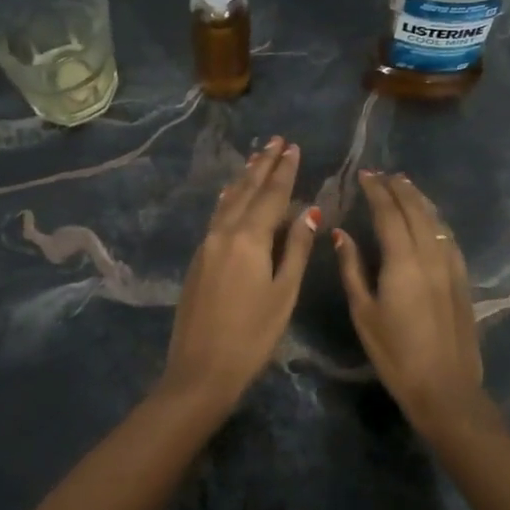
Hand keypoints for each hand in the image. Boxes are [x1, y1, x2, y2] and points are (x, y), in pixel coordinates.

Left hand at [161, 137, 318, 410]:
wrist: (200, 369)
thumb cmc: (252, 336)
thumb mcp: (284, 293)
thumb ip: (297, 249)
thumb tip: (310, 212)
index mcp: (249, 239)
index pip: (271, 195)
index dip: (284, 171)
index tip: (294, 147)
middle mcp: (224, 233)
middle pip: (246, 191)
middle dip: (263, 165)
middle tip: (276, 140)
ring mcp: (207, 245)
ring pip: (229, 201)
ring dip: (244, 178)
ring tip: (257, 157)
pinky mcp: (199, 259)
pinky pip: (218, 216)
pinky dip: (230, 199)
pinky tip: (232, 195)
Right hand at [333, 171, 488, 436]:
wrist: (445, 388)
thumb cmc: (395, 354)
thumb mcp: (364, 313)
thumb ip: (352, 269)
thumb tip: (342, 234)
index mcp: (403, 262)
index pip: (389, 213)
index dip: (377, 191)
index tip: (365, 175)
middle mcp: (430, 255)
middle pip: (415, 211)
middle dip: (398, 189)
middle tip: (383, 174)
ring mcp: (451, 266)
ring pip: (435, 221)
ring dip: (419, 199)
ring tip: (406, 185)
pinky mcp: (462, 279)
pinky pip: (447, 237)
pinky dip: (435, 219)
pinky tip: (429, 219)